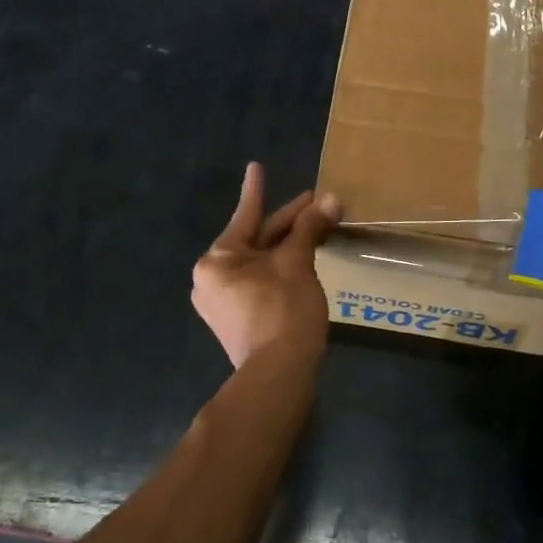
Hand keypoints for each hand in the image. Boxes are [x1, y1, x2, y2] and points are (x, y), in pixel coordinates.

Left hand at [192, 163, 339, 369]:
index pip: (245, 216)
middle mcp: (211, 279)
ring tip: (314, 227)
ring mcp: (222, 303)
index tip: (256, 166)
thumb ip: (310, 228)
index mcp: (217, 261)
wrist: (278, 375)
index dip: (257, 190)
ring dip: (287, 245)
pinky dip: (280, 268)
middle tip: (315, 201)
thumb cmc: (283, 310)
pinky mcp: (237, 320)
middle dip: (288, 222)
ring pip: (260, 262)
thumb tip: (331, 199)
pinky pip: (259, 281)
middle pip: (255, 240)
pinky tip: (302, 259)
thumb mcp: (297, 262)